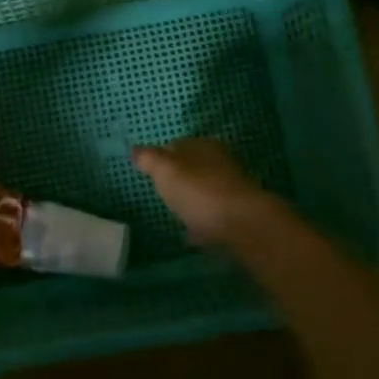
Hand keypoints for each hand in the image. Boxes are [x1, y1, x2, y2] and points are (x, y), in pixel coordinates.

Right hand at [130, 138, 270, 246]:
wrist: (243, 227)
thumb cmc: (200, 192)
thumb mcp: (166, 171)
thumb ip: (149, 159)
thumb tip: (135, 149)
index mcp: (204, 147)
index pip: (178, 144)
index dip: (162, 156)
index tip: (149, 171)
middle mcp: (221, 163)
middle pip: (194, 168)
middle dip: (179, 178)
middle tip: (161, 192)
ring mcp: (232, 190)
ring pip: (206, 191)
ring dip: (193, 199)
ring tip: (175, 213)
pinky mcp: (238, 216)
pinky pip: (214, 215)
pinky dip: (203, 222)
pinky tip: (192, 234)